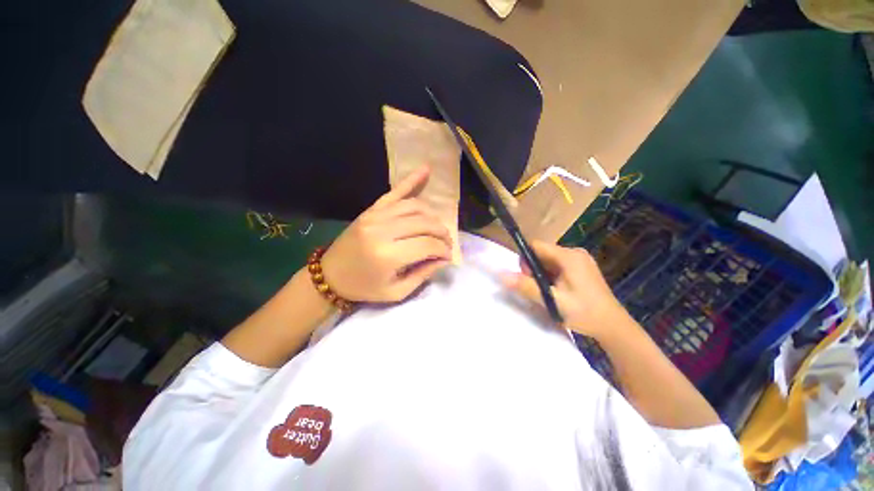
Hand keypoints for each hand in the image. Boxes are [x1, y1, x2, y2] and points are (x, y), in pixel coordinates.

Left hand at [321, 166, 451, 302]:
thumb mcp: (396, 291)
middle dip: (442, 233)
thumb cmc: (364, 288)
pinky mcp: (371, 210)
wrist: (330, 275)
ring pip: (415, 207)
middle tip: (447, 242)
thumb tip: (444, 258)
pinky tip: (425, 169)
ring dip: (432, 216)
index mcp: (388, 255)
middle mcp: (383, 230)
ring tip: (438, 227)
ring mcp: (375, 216)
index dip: (443, 250)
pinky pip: (395, 192)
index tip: (448, 256)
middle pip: (424, 223)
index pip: (428, 245)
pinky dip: (411, 181)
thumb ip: (423, 274)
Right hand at [502, 241, 630, 340]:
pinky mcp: (582, 267)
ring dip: (543, 273)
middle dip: (534, 269)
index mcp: (569, 256)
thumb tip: (502, 275)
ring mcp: (580, 259)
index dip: (526, 260)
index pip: (536, 246)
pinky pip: (558, 265)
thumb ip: (526, 286)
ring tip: (550, 292)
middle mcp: (574, 252)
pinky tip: (558, 290)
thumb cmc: (583, 312)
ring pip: (548, 259)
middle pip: (542, 252)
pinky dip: (551, 275)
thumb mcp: (552, 300)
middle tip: (540, 289)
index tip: (528, 278)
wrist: (613, 326)